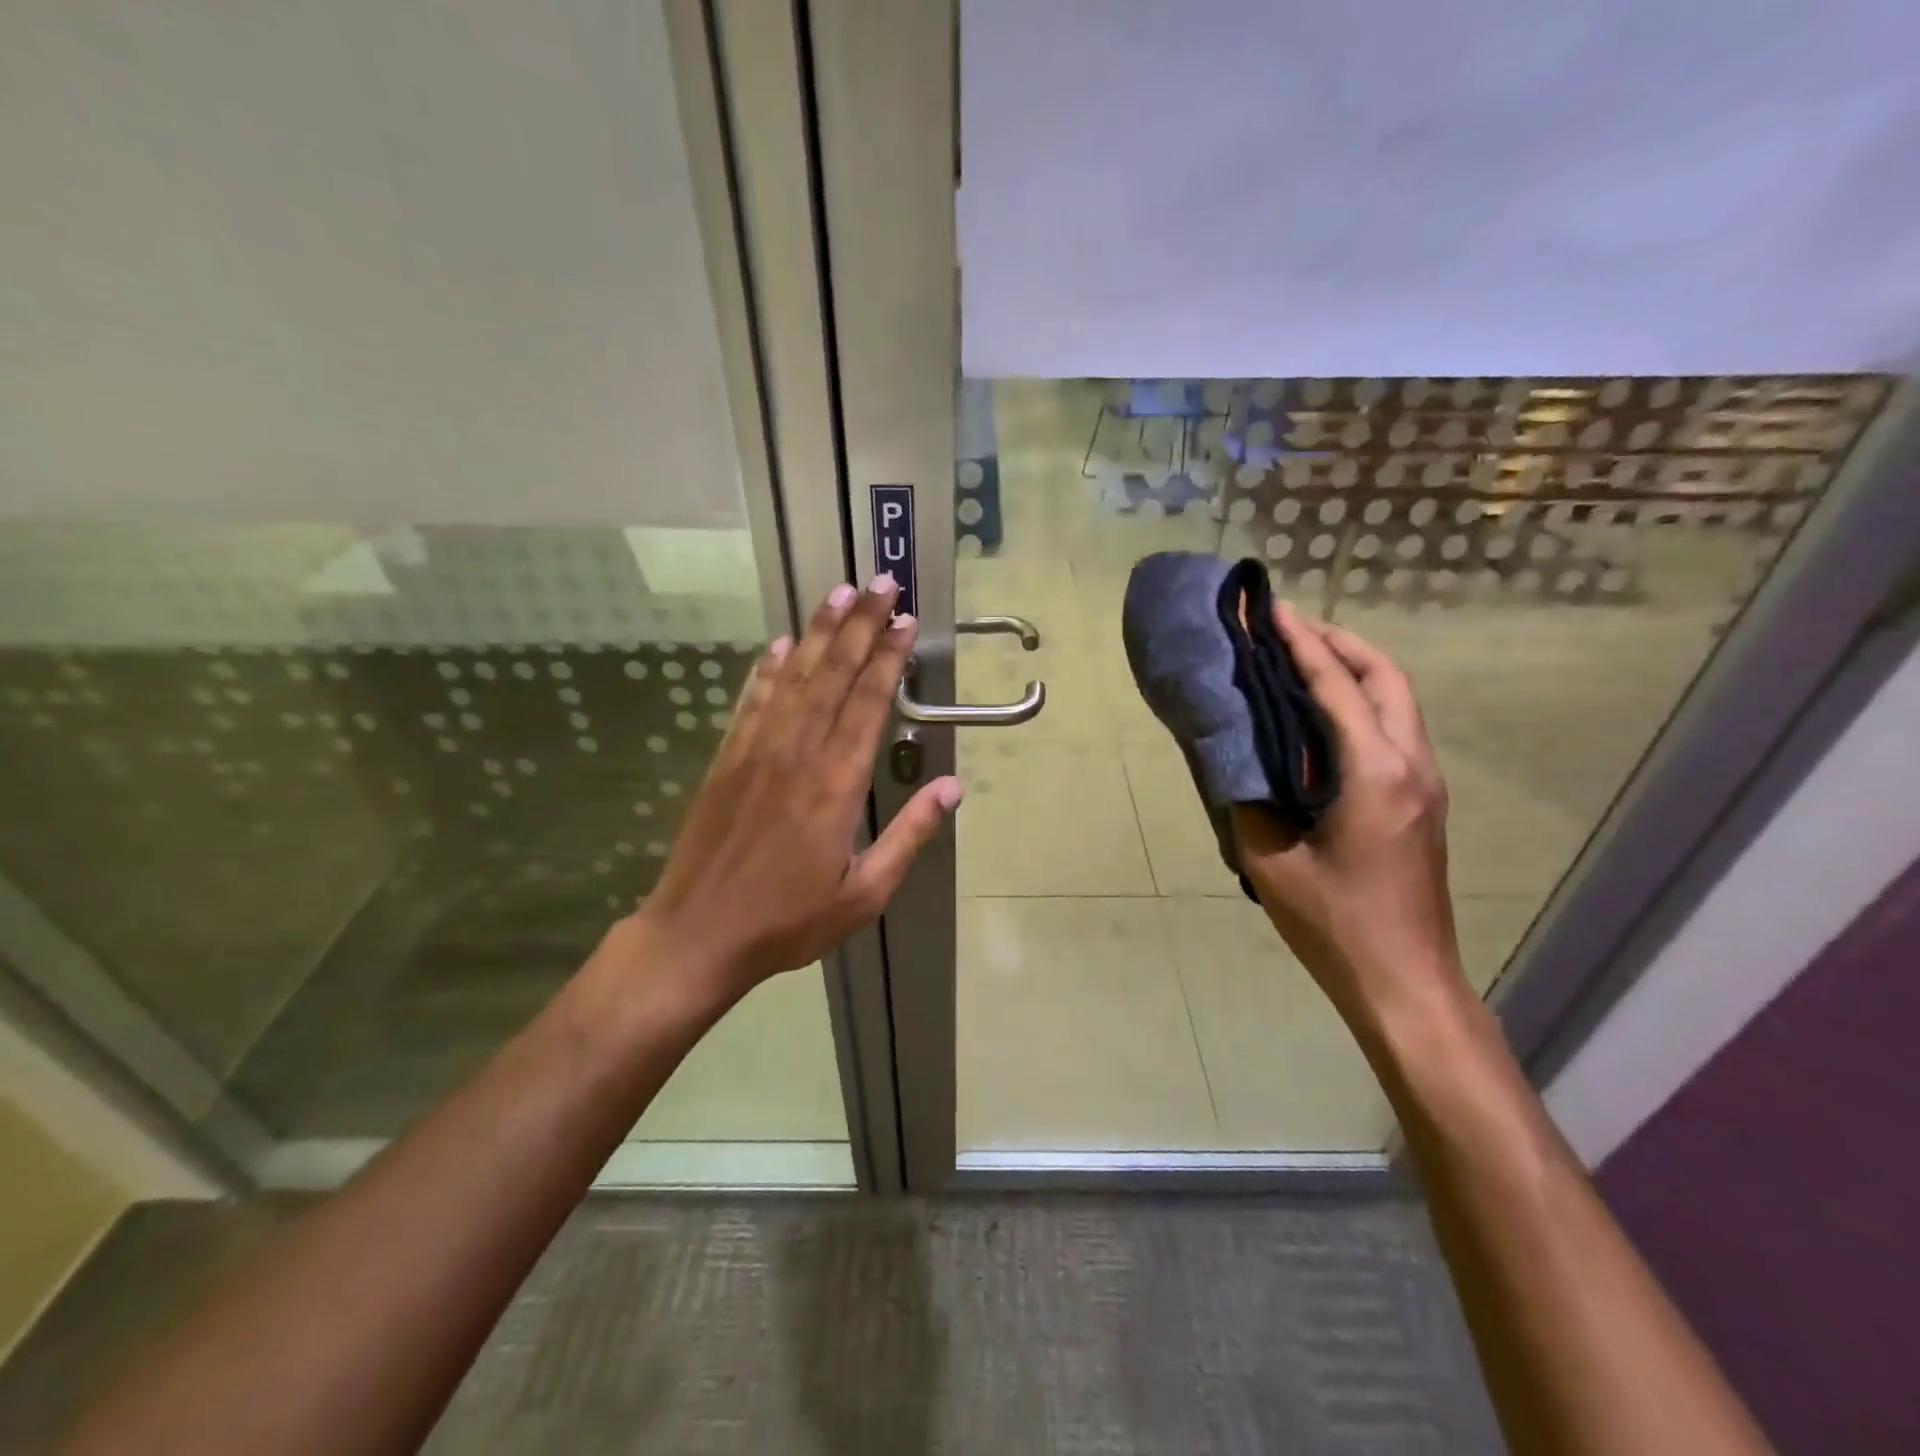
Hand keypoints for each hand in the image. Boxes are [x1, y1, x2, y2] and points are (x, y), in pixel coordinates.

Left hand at [632, 577, 960, 999]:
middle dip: (859, 625)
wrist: (698, 935)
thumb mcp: (865, 893)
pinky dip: (767, 669)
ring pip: (793, 677)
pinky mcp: (726, 760)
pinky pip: (751, 702)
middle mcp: (798, 754)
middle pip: (833, 675)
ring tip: (837, 593)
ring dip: (817, 632)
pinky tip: (780, 645)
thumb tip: (951, 786)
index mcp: (837, 784)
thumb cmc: (788, 921)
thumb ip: (910, 836)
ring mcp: (756, 752)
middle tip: (879, 583)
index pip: (868, 703)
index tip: (904, 620)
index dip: (888, 657)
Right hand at [1232, 602, 1465, 1036]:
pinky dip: (1364, 702)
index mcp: (1374, 772)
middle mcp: (1410, 765)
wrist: (1404, 980)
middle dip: (1340, 642)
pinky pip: (1397, 729)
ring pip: (1398, 701)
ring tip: (1306, 661)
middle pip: (1386, 678)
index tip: (1272, 611)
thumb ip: (1249, 800)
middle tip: (1291, 629)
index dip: (1301, 644)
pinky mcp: (1423, 803)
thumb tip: (1236, 759)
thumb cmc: (1335, 922)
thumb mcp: (1271, 861)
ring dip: (1356, 670)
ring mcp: (1425, 784)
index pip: (1336, 687)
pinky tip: (1326, 717)